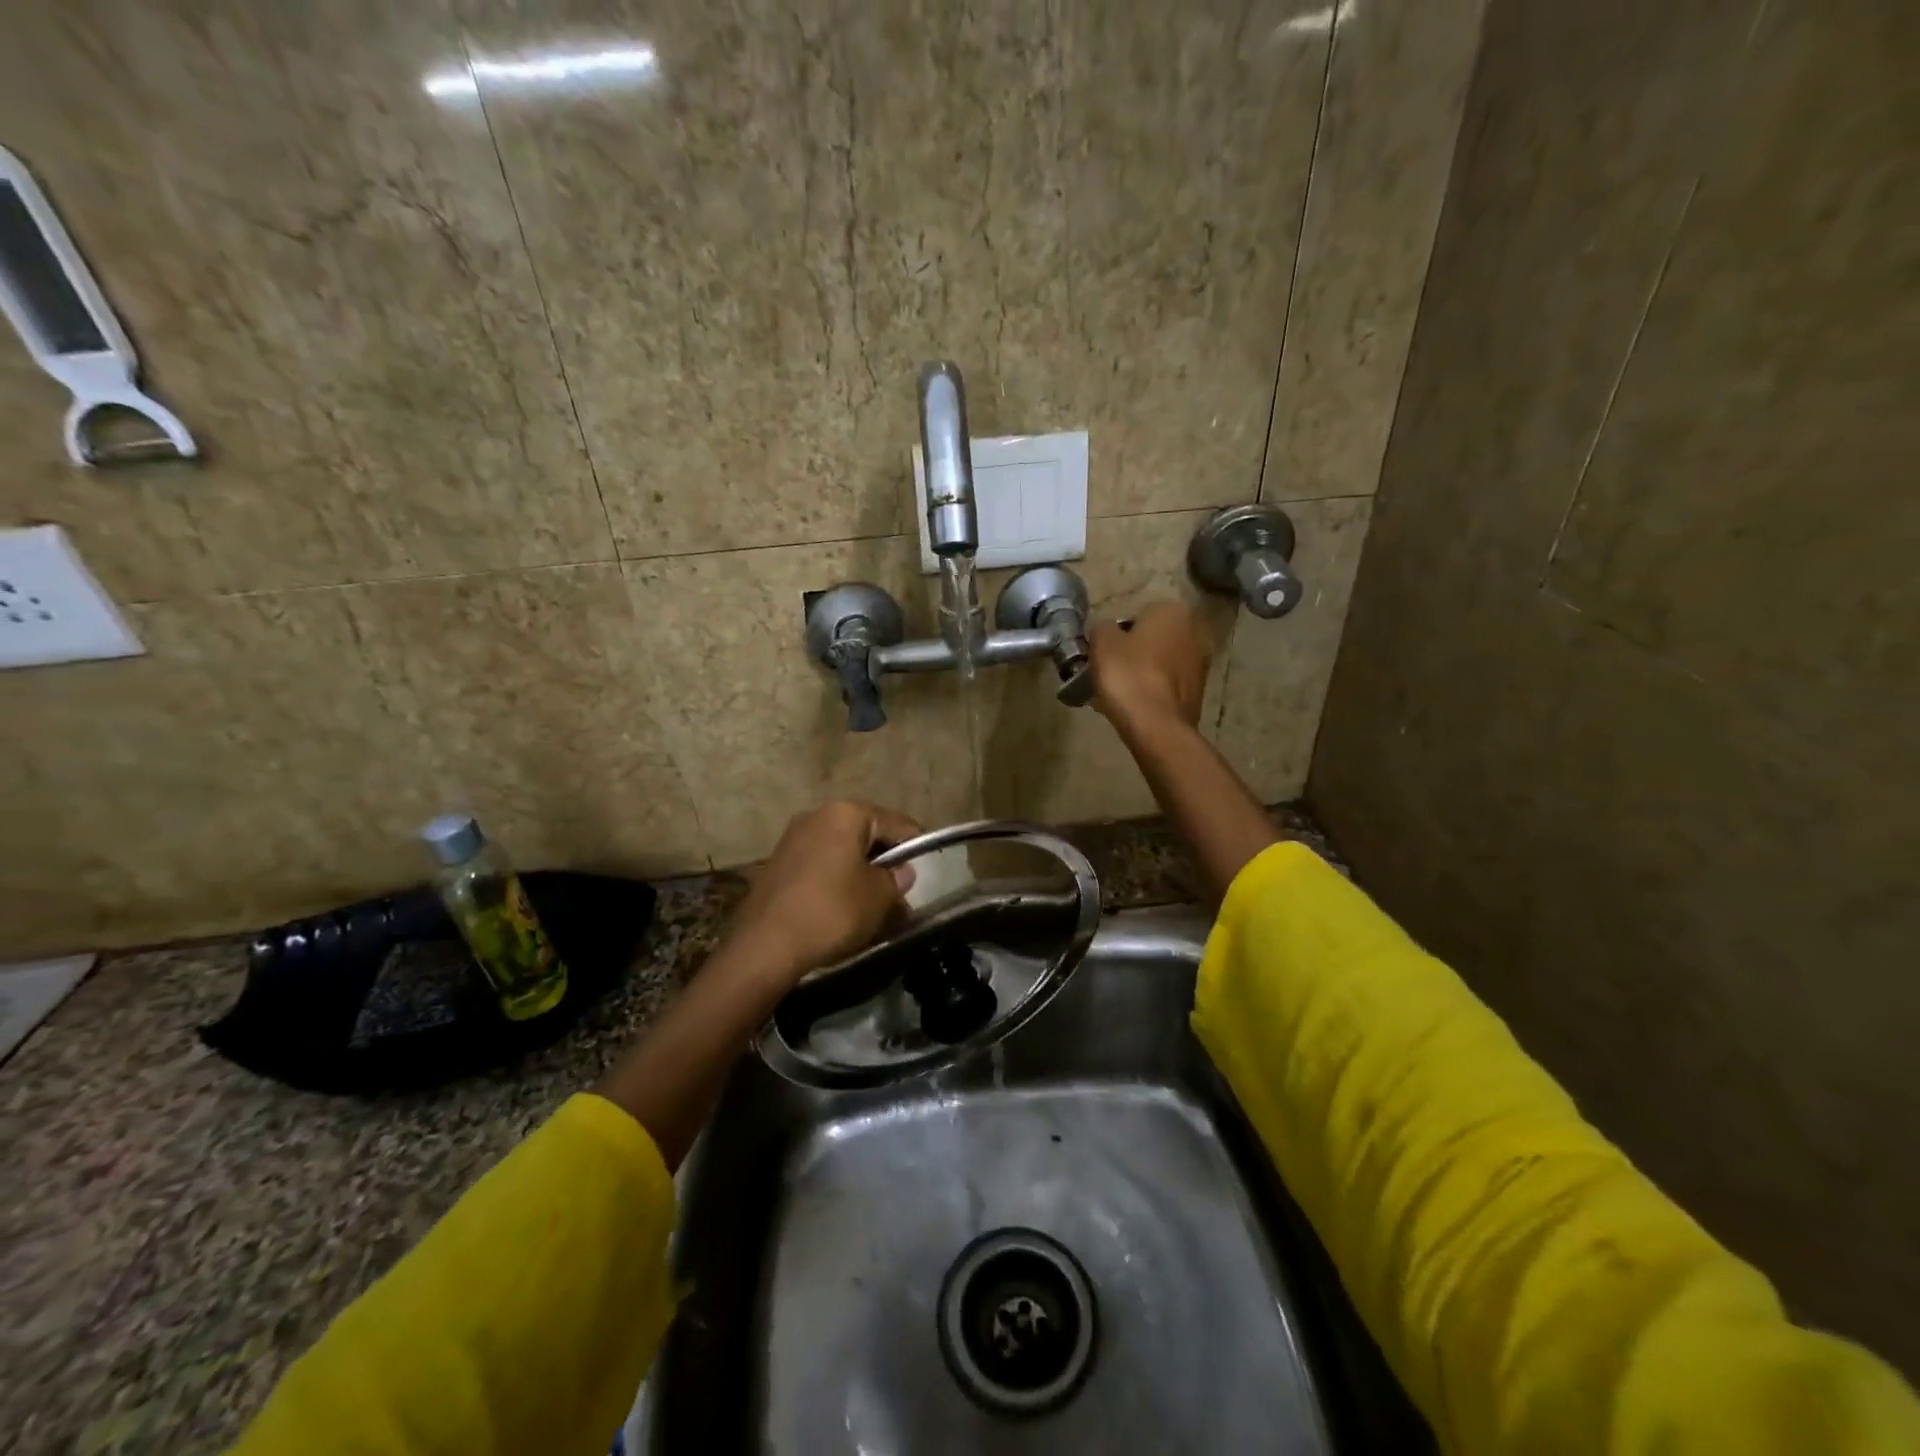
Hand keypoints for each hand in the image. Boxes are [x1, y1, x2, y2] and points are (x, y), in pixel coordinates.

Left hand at [727, 800, 923, 983]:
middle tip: (902, 888)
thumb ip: (896, 879)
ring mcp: (793, 839)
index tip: (928, 864)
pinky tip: (845, 906)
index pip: (894, 822)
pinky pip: (820, 865)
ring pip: (841, 851)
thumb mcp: (878, 897)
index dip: (915, 843)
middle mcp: (817, 816)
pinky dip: (837, 879)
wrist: (766, 945)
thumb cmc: (832, 910)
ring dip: (861, 872)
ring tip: (876, 902)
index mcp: (846, 814)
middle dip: (885, 860)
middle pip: (865, 834)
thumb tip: (900, 872)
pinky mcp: (777, 864)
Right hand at [1089, 600, 1211, 728]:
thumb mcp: (1101, 643)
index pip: (1136, 615)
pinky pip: (1168, 683)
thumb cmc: (1128, 676)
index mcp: (1172, 610)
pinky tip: (1135, 705)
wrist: (1157, 726)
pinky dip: (1153, 690)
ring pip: (1161, 661)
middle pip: (1152, 638)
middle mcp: (1194, 630)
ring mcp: (1201, 662)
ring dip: (1143, 671)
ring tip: (1119, 692)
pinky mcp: (1200, 691)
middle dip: (1133, 652)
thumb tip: (1106, 629)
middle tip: (1109, 672)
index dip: (1116, 635)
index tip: (1103, 654)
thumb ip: (1101, 627)